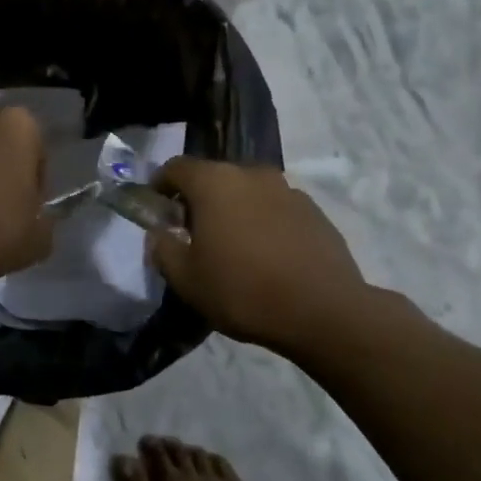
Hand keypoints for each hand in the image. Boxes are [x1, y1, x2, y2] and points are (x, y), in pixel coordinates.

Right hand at [147, 157, 372, 358]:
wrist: (324, 313)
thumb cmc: (243, 291)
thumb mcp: (186, 279)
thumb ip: (163, 249)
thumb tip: (160, 234)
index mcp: (214, 182)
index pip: (176, 168)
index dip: (160, 185)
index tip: (156, 208)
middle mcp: (251, 174)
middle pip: (214, 177)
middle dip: (198, 199)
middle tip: (192, 232)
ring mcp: (287, 190)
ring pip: (247, 192)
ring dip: (234, 209)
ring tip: (233, 245)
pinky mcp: (315, 211)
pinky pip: (276, 208)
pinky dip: (264, 222)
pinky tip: (267, 255)